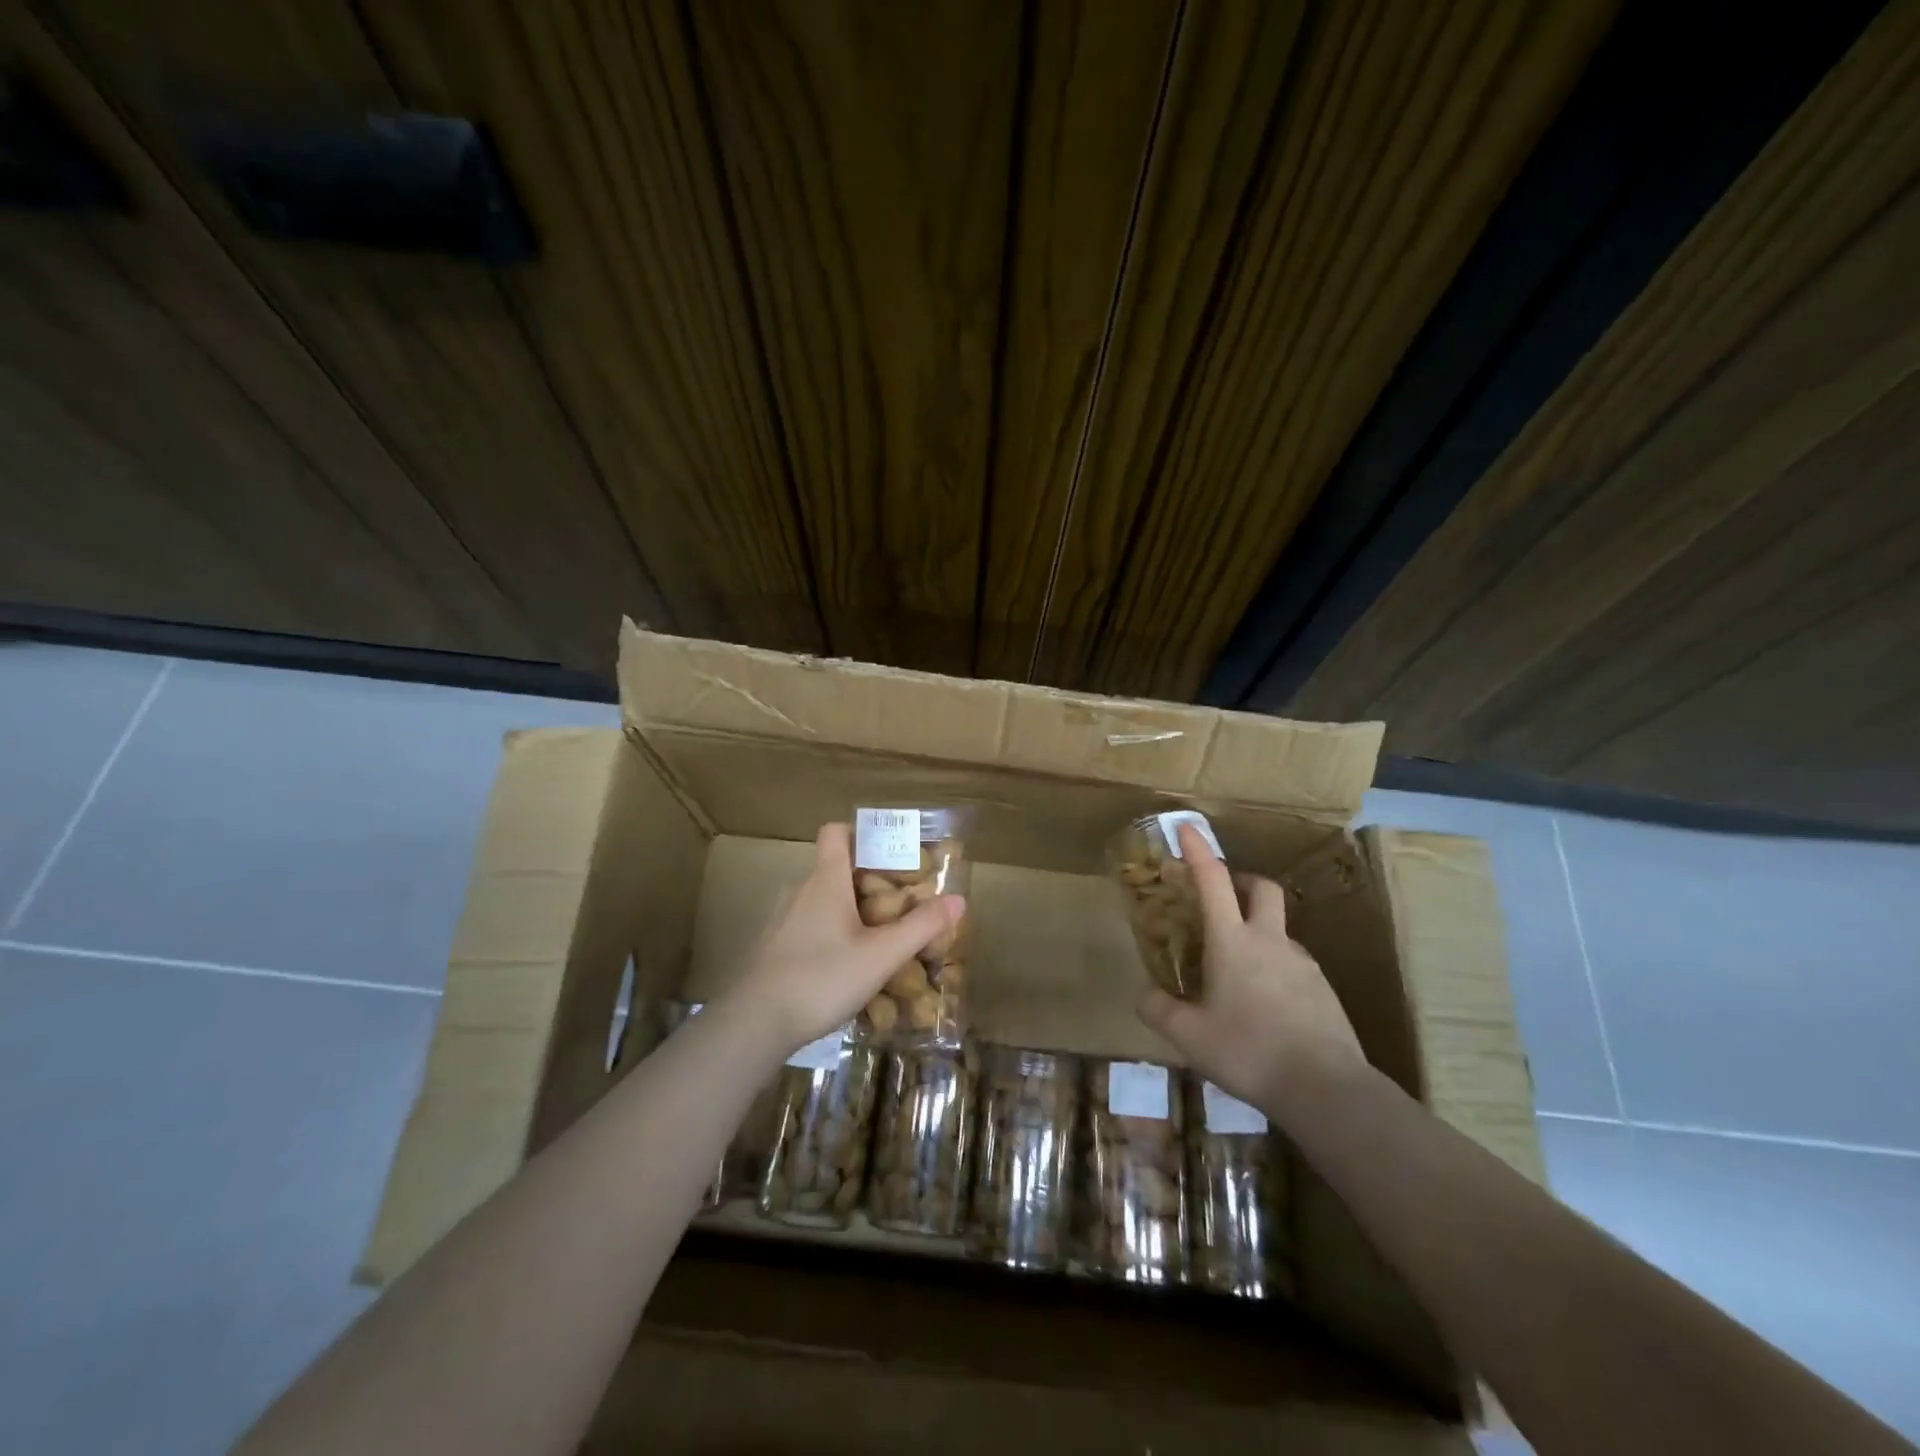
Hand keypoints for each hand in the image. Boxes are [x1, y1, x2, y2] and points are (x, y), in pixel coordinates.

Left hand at [724, 822, 963, 1055]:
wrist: (753, 1023)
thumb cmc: (821, 977)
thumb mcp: (881, 955)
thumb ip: (920, 927)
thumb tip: (958, 899)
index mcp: (826, 880)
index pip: (835, 832)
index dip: (861, 832)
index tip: (889, 851)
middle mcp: (801, 891)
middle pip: (835, 869)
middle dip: (868, 882)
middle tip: (899, 904)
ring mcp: (782, 921)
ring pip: (822, 902)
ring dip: (849, 912)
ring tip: (878, 939)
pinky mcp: (773, 949)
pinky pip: (808, 929)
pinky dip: (830, 936)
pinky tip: (846, 968)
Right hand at [1138, 823, 1364, 1117]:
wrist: (1327, 1089)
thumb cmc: (1249, 1051)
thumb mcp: (1189, 1036)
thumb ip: (1160, 1011)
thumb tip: (1144, 995)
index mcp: (1233, 941)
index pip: (1213, 881)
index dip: (1198, 851)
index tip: (1187, 826)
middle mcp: (1270, 941)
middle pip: (1263, 889)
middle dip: (1242, 881)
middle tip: (1223, 897)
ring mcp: (1302, 964)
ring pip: (1280, 929)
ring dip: (1259, 930)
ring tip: (1238, 968)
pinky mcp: (1324, 990)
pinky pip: (1294, 963)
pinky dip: (1275, 966)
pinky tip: (1266, 1003)